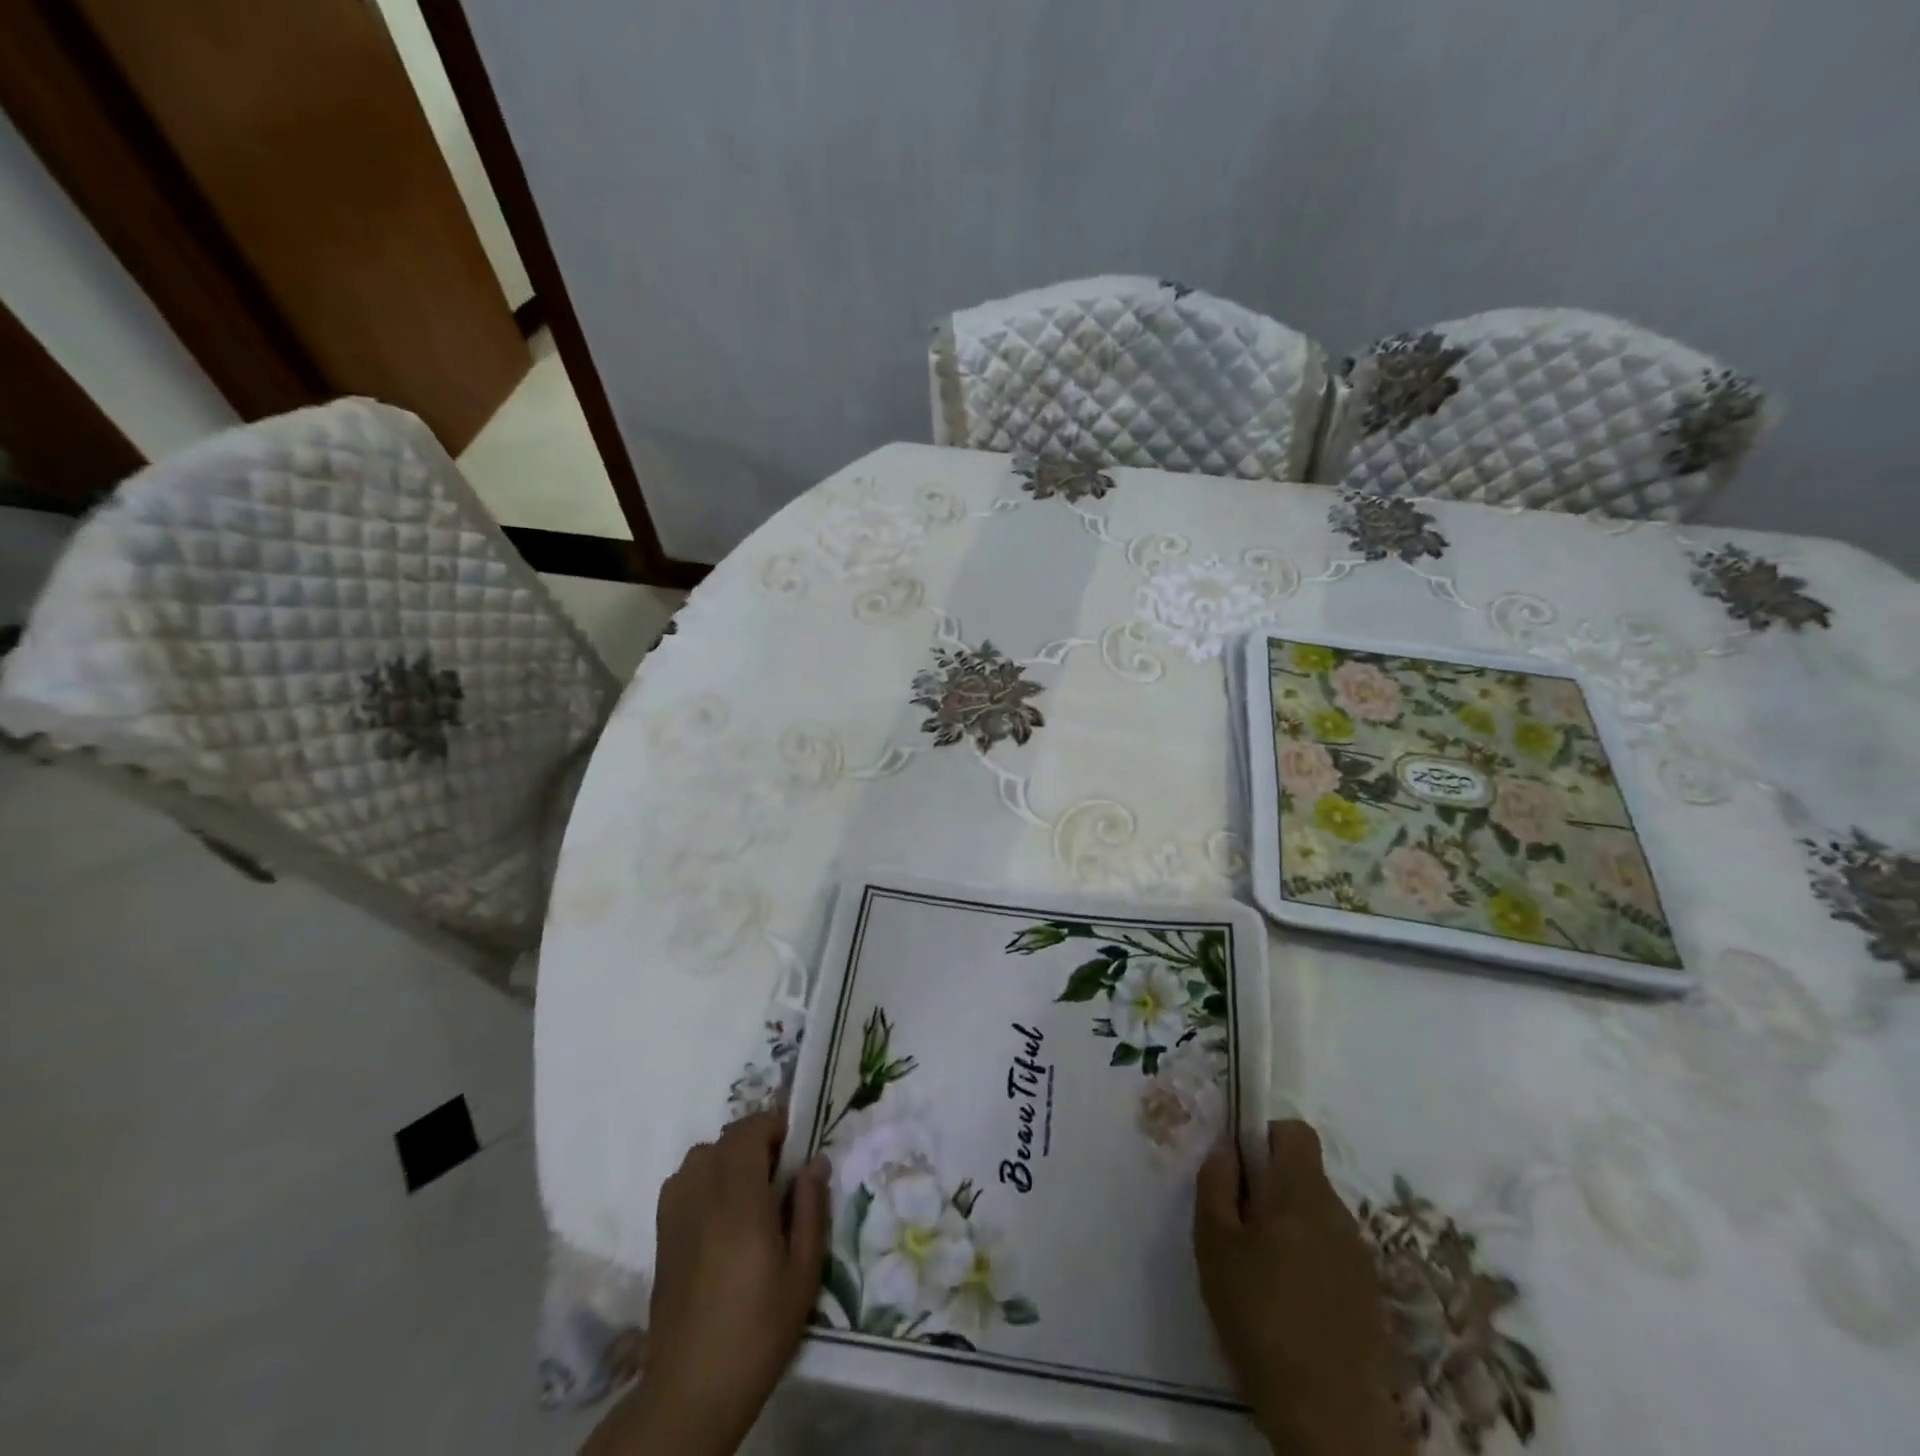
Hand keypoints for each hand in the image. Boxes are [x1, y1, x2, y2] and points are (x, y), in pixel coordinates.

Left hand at [585, 1111, 827, 1455]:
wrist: (691, 1389)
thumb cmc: (758, 1329)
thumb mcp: (802, 1273)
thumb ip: (810, 1209)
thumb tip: (815, 1162)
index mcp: (740, 1198)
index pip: (750, 1130)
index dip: (773, 1126)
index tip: (795, 1147)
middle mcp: (703, 1194)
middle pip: (727, 1138)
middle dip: (756, 1142)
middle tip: (780, 1175)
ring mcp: (676, 1212)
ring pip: (702, 1156)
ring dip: (728, 1159)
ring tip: (749, 1193)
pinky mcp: (661, 1234)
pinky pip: (682, 1181)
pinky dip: (703, 1179)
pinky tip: (719, 1214)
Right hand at [1195, 1120, 1409, 1455]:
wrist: (1329, 1416)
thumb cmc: (1259, 1315)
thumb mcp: (1214, 1243)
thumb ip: (1216, 1183)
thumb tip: (1225, 1147)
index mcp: (1301, 1191)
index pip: (1295, 1132)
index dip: (1265, 1136)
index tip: (1240, 1167)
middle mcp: (1339, 1213)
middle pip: (1304, 1175)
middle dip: (1271, 1187)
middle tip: (1238, 1224)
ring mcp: (1360, 1257)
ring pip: (1317, 1215)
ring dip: (1289, 1225)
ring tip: (1260, 1269)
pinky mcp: (1370, 1296)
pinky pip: (1332, 1253)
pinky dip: (1309, 1260)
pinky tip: (1288, 1302)